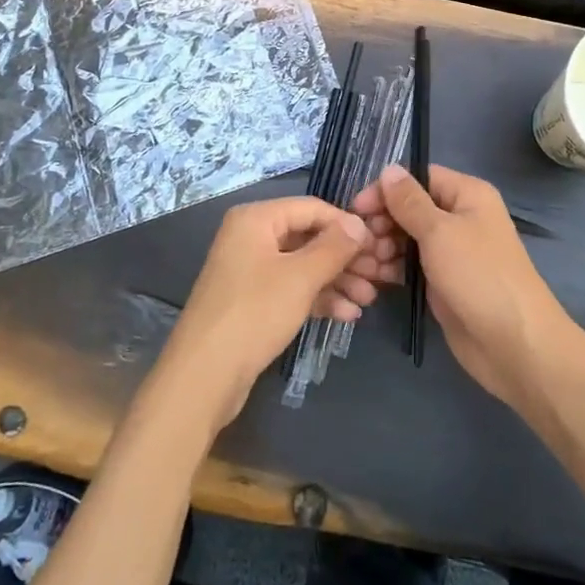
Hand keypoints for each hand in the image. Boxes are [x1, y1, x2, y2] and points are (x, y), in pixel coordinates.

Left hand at [153, 197, 378, 432]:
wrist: (205, 376)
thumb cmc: (254, 313)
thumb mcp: (300, 277)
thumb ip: (334, 247)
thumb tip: (360, 223)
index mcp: (256, 219)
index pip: (311, 208)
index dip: (346, 225)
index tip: (379, 245)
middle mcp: (251, 237)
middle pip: (308, 237)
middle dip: (345, 257)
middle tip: (380, 275)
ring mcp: (251, 270)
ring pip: (303, 266)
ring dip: (337, 280)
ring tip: (369, 299)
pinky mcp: (253, 301)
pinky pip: (292, 289)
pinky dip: (318, 298)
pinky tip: (348, 315)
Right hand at [354, 164, 575, 407]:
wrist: (514, 344)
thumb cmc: (479, 276)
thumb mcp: (439, 231)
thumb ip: (409, 201)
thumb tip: (389, 169)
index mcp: (467, 195)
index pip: (419, 178)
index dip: (387, 189)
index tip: (357, 209)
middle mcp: (460, 217)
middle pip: (410, 208)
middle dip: (382, 221)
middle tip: (362, 242)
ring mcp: (451, 251)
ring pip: (407, 237)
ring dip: (383, 246)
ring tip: (365, 264)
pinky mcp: (443, 282)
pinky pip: (411, 264)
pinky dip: (393, 267)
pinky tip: (374, 277)